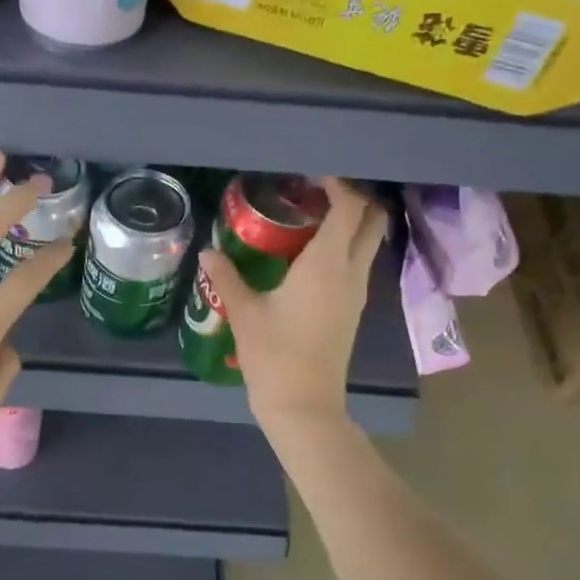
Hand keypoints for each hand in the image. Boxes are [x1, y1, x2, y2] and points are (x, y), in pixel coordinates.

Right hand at [198, 177, 386, 436]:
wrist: (304, 404)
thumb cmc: (273, 355)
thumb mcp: (244, 312)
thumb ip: (226, 277)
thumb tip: (207, 251)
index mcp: (327, 264)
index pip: (349, 208)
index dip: (337, 185)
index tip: (311, 174)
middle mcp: (351, 272)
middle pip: (372, 221)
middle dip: (354, 198)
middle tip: (316, 191)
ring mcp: (357, 293)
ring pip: (368, 243)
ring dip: (350, 222)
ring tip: (309, 217)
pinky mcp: (353, 310)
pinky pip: (358, 263)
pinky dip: (344, 246)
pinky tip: (309, 254)